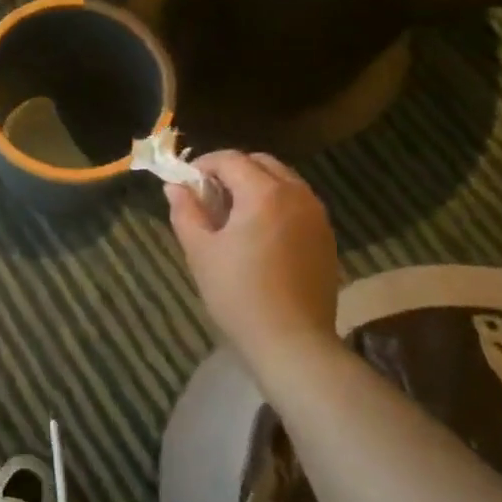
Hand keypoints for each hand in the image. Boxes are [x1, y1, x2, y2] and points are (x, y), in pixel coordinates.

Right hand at [167, 151, 339, 359]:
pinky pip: (298, 204)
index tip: (186, 183)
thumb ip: (186, 211)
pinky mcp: (326, 237)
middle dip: (233, 170)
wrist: (292, 341)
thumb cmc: (238, 294)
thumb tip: (175, 187)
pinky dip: (276, 204)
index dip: (204, 165)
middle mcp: (296, 194)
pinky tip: (260, 234)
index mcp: (263, 193)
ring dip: (256, 185)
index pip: (230, 159)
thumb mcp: (200, 251)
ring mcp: (317, 215)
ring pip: (284, 181)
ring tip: (233, 215)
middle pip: (261, 163)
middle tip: (209, 196)